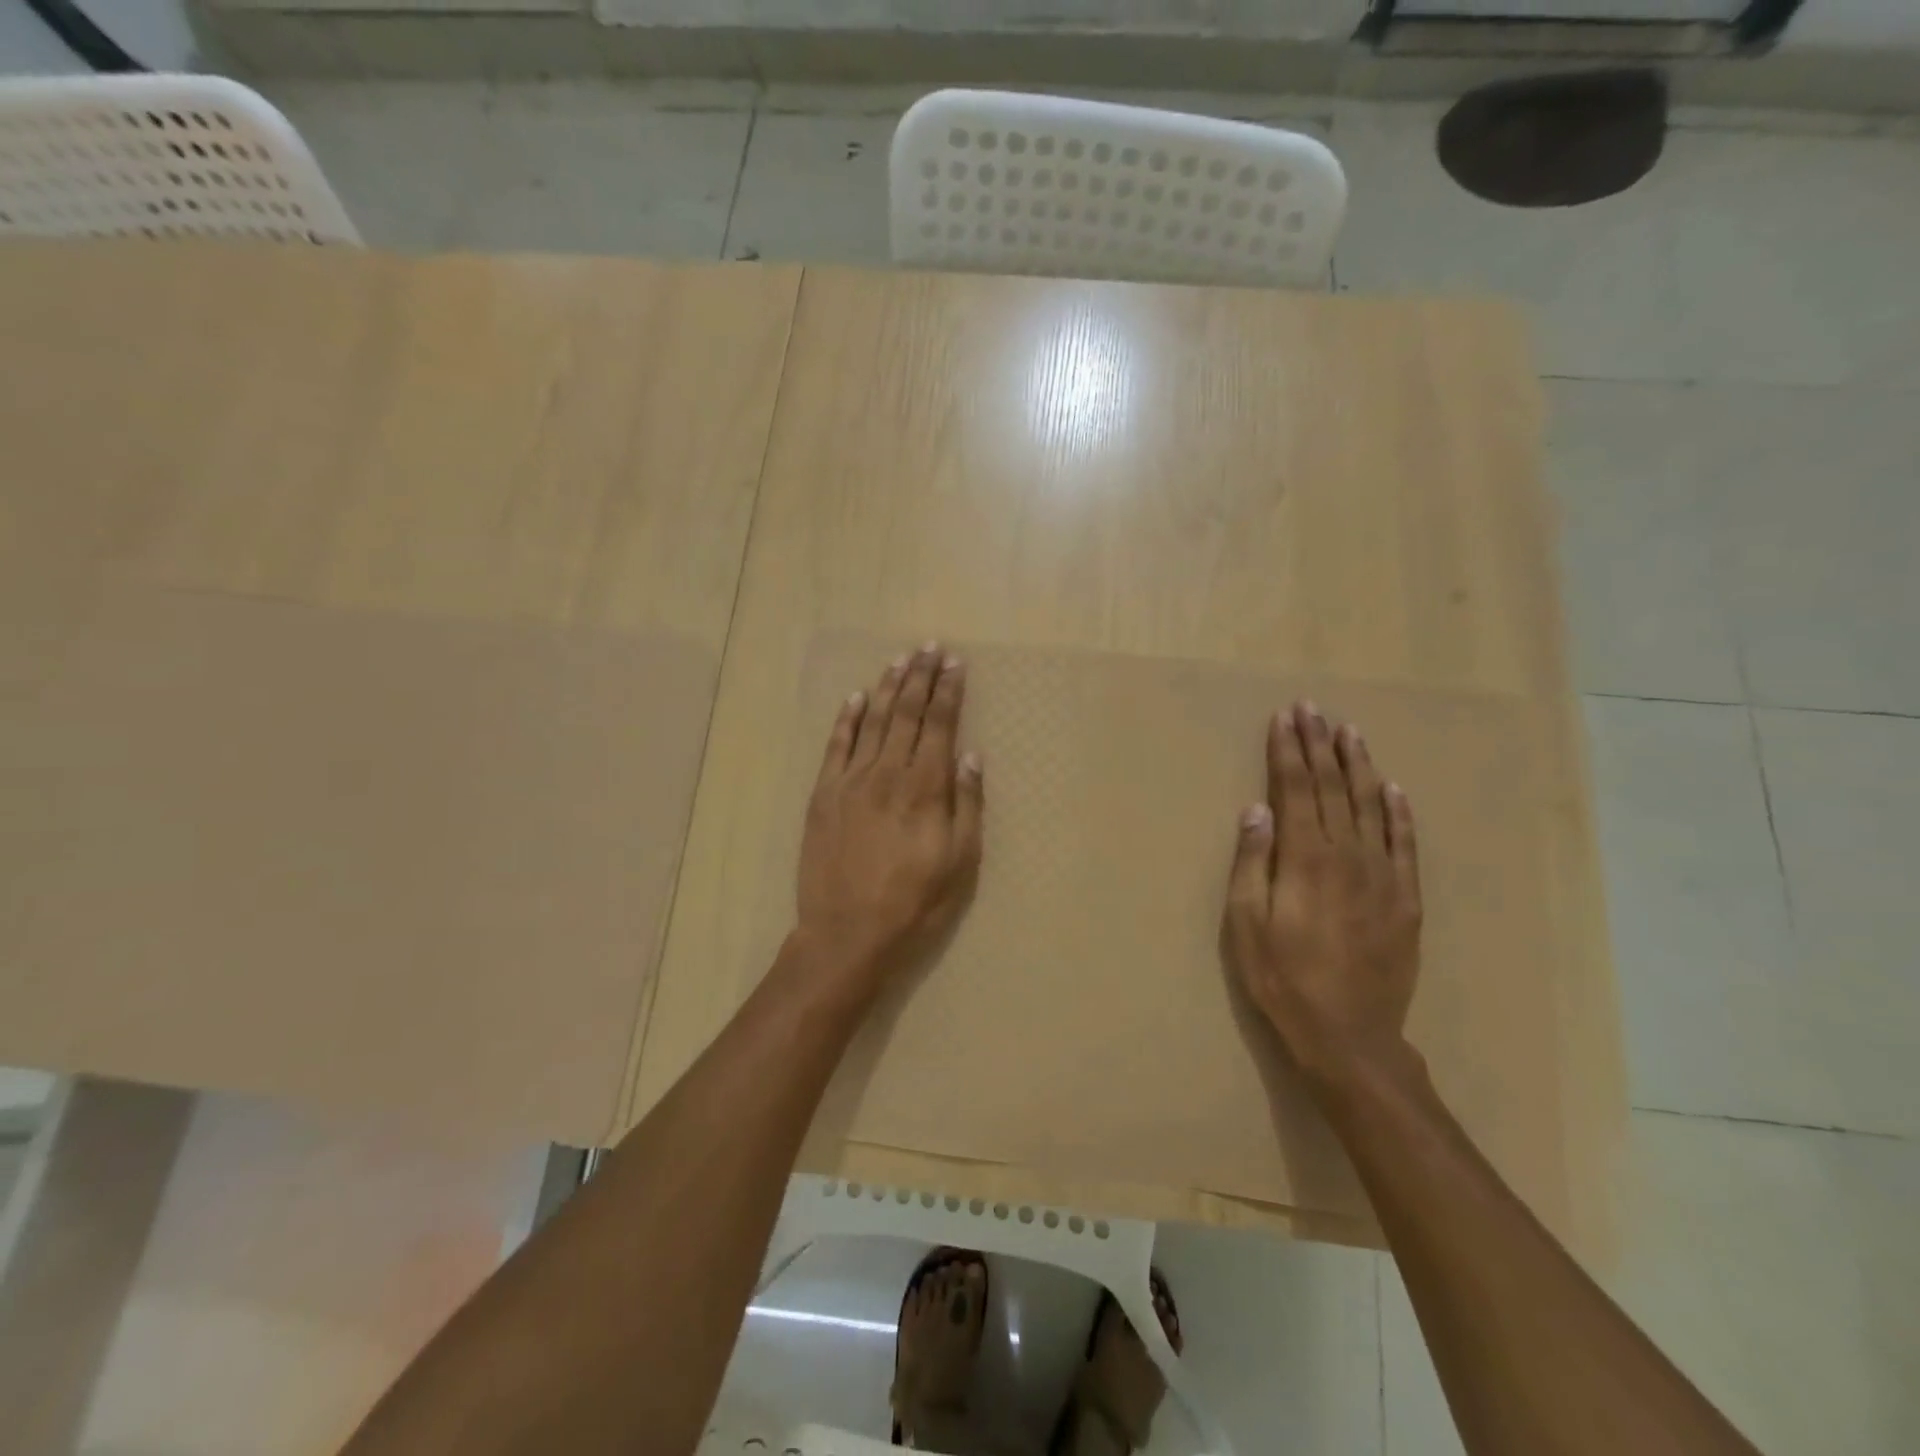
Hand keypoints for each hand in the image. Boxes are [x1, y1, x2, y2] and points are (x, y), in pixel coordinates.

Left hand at [794, 644, 983, 994]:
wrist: (847, 933)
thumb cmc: (915, 903)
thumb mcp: (960, 862)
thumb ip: (967, 805)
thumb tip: (971, 756)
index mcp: (925, 788)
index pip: (940, 725)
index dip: (948, 691)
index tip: (955, 663)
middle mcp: (888, 773)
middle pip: (907, 714)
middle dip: (921, 677)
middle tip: (930, 647)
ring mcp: (851, 781)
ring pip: (873, 722)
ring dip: (888, 688)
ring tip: (900, 660)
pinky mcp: (823, 795)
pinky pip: (836, 746)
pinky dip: (847, 719)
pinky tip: (856, 698)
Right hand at [1222, 701, 1423, 1095]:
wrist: (1350, 1037)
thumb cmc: (1283, 979)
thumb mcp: (1246, 924)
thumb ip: (1252, 863)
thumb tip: (1257, 809)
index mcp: (1305, 859)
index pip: (1296, 790)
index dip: (1289, 751)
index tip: (1285, 717)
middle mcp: (1348, 856)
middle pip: (1333, 788)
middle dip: (1319, 746)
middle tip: (1312, 709)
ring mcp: (1383, 876)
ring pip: (1372, 806)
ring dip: (1358, 766)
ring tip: (1349, 732)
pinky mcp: (1406, 899)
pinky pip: (1405, 844)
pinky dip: (1399, 812)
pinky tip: (1393, 788)